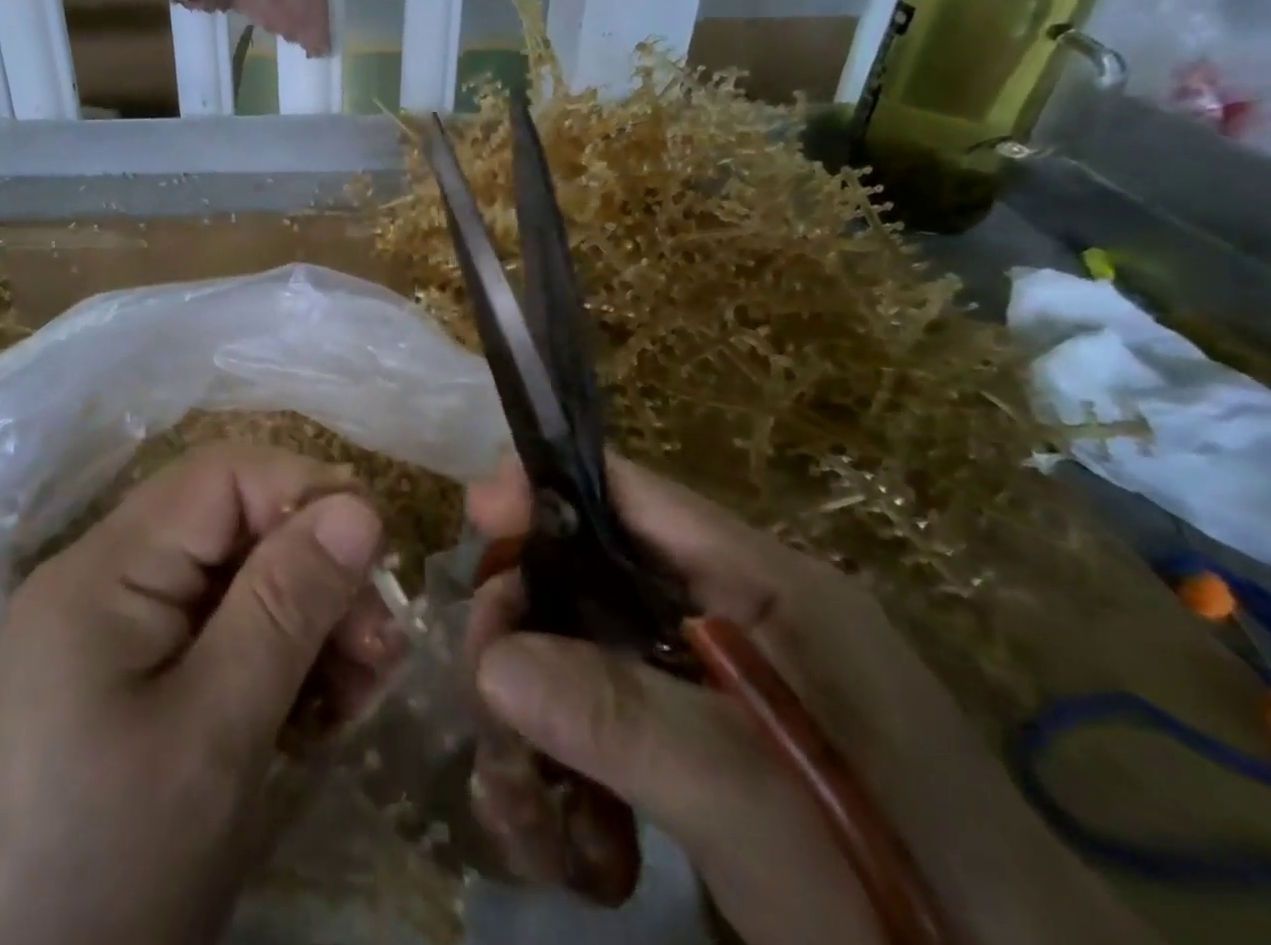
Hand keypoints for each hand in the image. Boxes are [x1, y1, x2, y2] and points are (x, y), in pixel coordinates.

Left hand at [0, 443, 390, 944]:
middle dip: (312, 570)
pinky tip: (314, 711)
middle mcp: (99, 580)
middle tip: (379, 647)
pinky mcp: (119, 685)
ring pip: (228, 583)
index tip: (376, 557)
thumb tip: (359, 506)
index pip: (220, 476)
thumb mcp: (215, 733)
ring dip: (302, 620)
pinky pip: (210, 637)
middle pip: (228, 528)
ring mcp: (105, 635)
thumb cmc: (108, 871)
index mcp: (103, 570)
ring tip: (359, 688)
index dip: (304, 493)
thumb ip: (286, 606)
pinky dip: (269, 660)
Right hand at [466, 456, 1160, 944]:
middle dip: (522, 623)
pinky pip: (601, 720)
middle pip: (588, 571)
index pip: (628, 490)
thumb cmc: (916, 901)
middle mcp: (731, 615)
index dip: (542, 488)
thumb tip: (491, 662)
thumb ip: (632, 722)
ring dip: (530, 714)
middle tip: (483, 692)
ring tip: (517, 805)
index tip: (474, 522)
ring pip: (581, 651)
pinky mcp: (702, 748)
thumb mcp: (764, 807)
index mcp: (762, 584)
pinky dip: (562, 766)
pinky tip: (559, 837)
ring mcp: (714, 683)